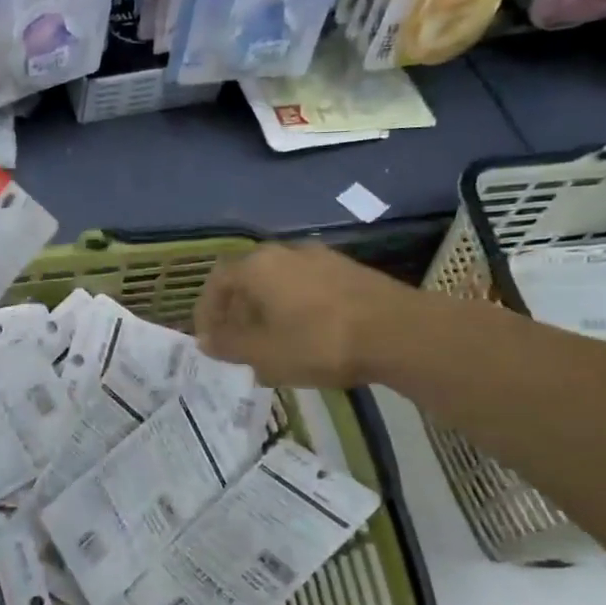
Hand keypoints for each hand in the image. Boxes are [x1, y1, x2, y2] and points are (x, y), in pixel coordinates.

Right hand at [194, 241, 413, 388]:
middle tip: (237, 345)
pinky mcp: (349, 271)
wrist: (400, 332)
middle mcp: (285, 252)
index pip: (217, 282)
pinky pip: (306, 288)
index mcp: (257, 265)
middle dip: (237, 312)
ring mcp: (320, 258)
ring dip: (267, 311)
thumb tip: (205, 340)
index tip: (208, 340)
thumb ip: (229, 345)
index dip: (206, 311)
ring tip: (271, 345)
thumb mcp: (264, 353)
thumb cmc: (319, 342)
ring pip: (278, 284)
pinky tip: (307, 338)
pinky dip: (295, 309)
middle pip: (248, 280)